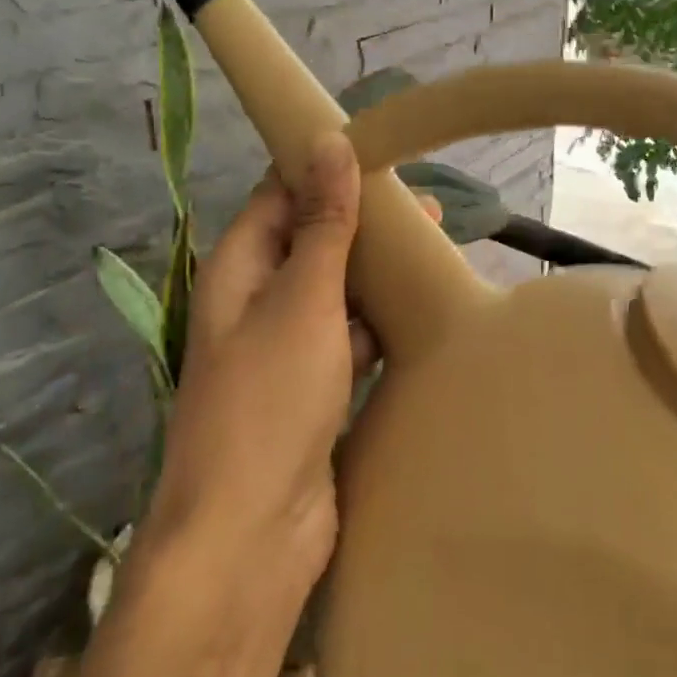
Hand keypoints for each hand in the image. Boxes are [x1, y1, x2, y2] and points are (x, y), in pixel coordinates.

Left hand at [141, 133, 437, 592]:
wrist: (253, 534)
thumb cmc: (270, 402)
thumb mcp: (303, 300)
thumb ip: (322, 224)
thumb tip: (329, 142)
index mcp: (239, 270)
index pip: (279, 195)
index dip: (323, 167)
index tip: (382, 150)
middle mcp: (257, 303)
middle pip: (313, 241)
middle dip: (364, 222)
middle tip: (430, 208)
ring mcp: (287, 350)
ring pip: (337, 292)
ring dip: (377, 273)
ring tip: (438, 252)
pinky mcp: (316, 392)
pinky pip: (352, 339)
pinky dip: (381, 323)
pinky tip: (422, 314)